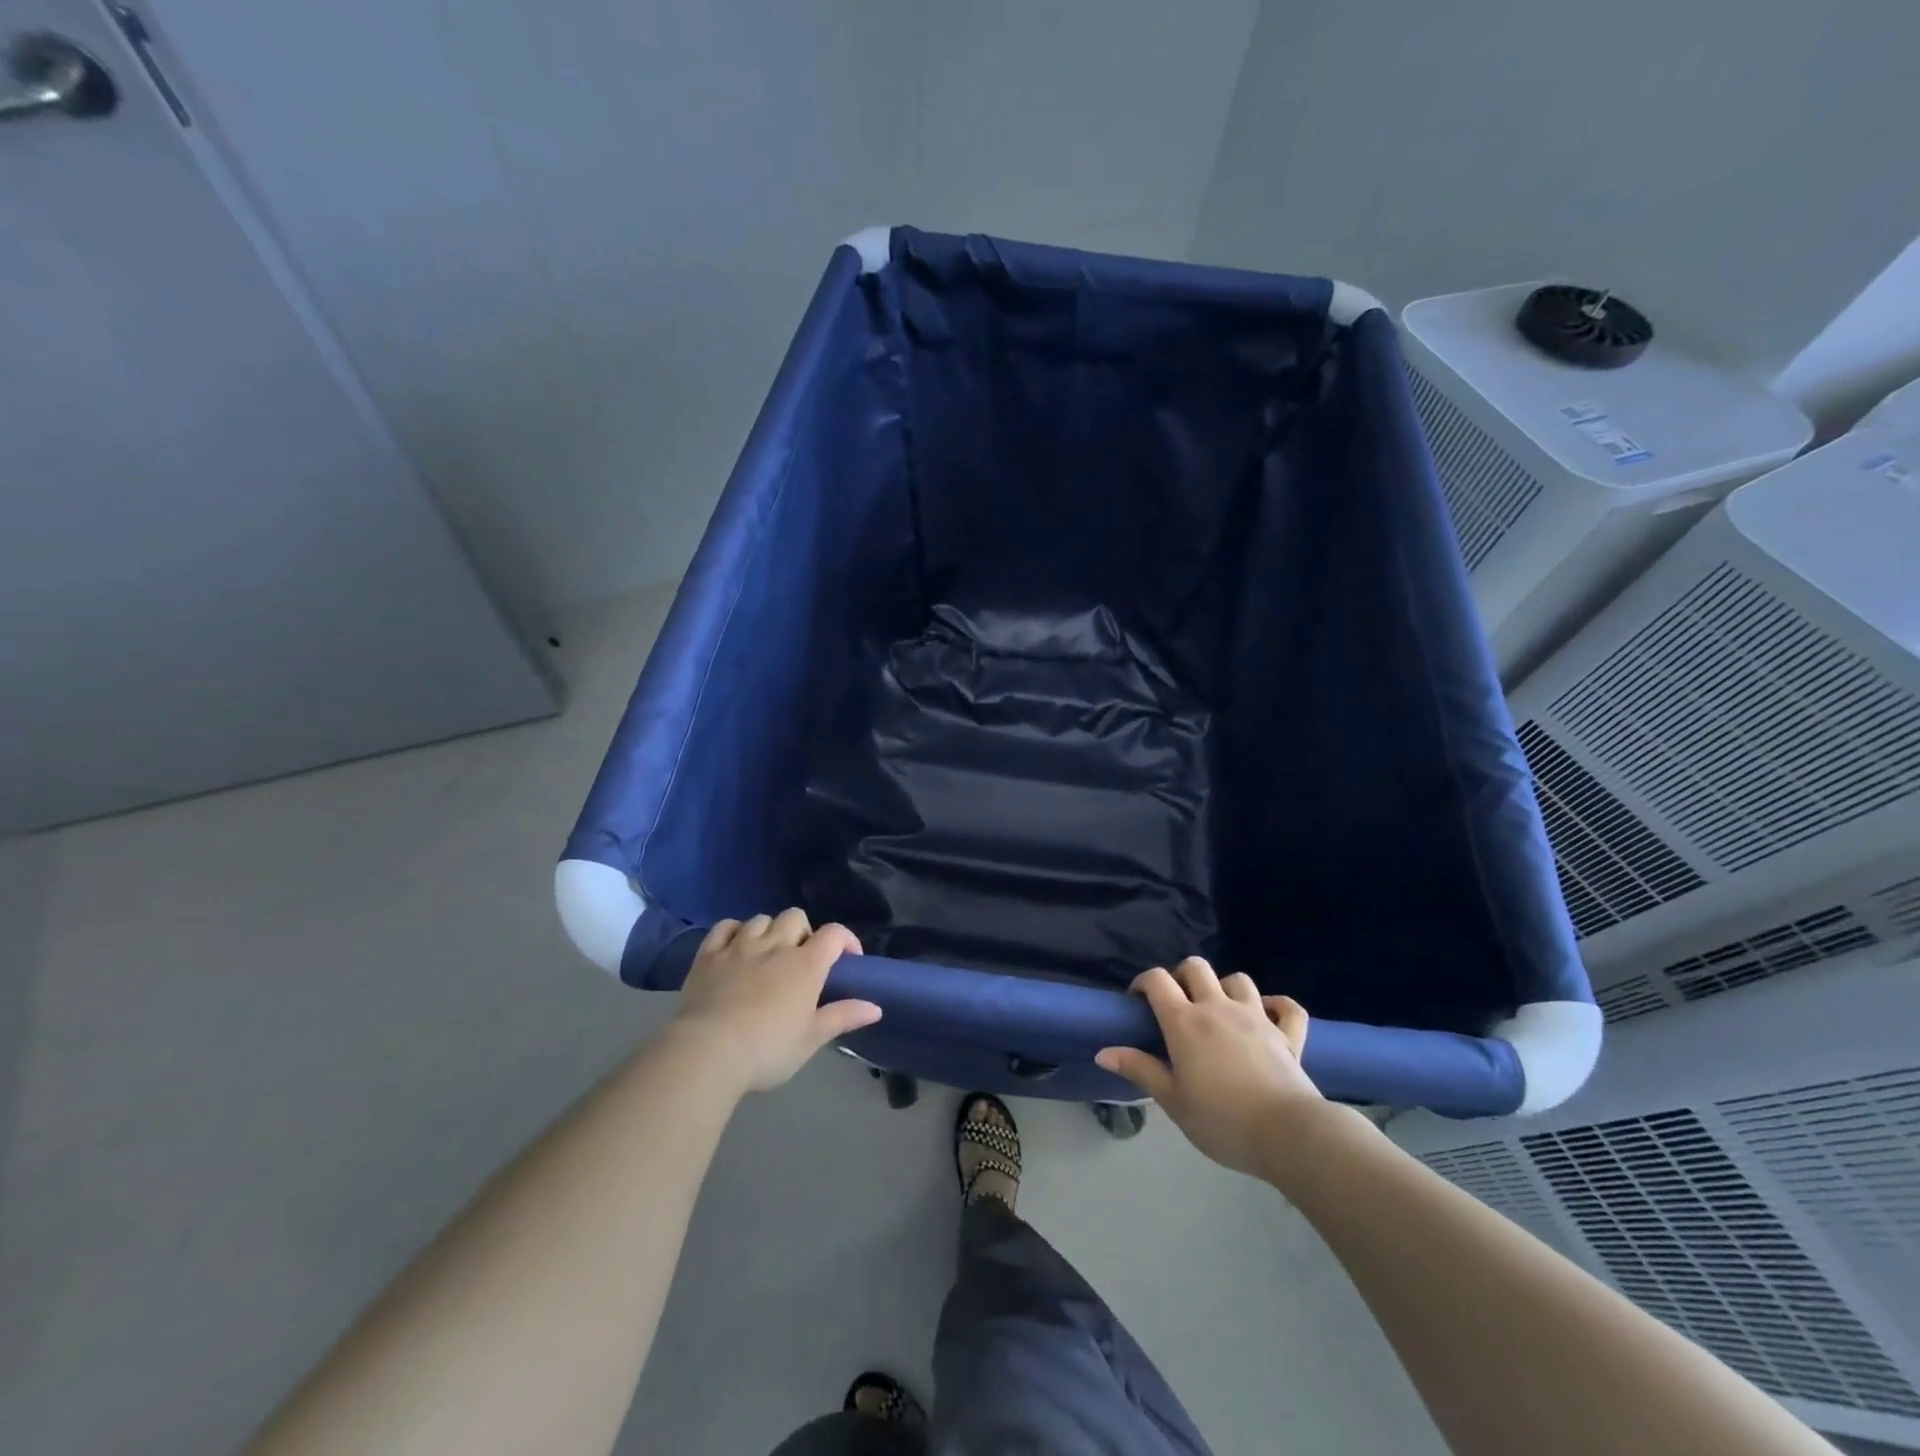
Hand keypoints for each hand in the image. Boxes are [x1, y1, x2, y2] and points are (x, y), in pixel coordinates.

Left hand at [671, 909, 879, 1093]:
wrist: (707, 1053)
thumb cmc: (767, 1050)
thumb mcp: (811, 1040)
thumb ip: (843, 1017)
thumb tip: (876, 1007)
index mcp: (806, 965)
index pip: (834, 934)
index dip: (846, 939)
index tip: (848, 958)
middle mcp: (775, 946)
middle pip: (795, 917)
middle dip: (803, 932)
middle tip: (801, 959)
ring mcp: (739, 946)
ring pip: (761, 919)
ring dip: (769, 931)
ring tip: (768, 954)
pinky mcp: (709, 954)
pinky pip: (724, 926)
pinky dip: (734, 931)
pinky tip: (736, 946)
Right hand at [1096, 957, 1332, 1180]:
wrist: (1287, 1134)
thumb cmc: (1221, 1120)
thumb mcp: (1172, 1101)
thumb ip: (1140, 1070)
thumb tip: (1103, 1052)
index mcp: (1185, 1022)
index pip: (1157, 980)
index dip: (1144, 981)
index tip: (1138, 1000)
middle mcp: (1218, 1008)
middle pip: (1196, 968)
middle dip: (1182, 976)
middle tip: (1178, 1003)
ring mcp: (1257, 1016)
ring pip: (1238, 980)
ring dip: (1225, 988)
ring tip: (1219, 1010)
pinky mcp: (1287, 1034)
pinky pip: (1287, 1007)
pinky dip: (1278, 1005)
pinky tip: (1269, 1015)